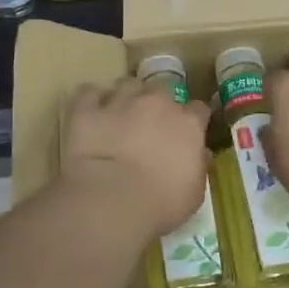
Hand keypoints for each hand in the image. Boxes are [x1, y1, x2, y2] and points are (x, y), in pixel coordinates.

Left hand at [61, 78, 210, 236]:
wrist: (112, 201)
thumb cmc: (161, 204)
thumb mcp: (193, 193)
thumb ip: (198, 166)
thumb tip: (200, 153)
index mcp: (187, 124)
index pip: (198, 109)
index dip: (193, 119)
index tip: (188, 131)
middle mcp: (156, 103)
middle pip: (163, 88)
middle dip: (159, 102)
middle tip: (152, 123)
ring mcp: (120, 102)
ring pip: (127, 84)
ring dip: (127, 96)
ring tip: (121, 113)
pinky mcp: (87, 110)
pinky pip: (88, 93)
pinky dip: (91, 100)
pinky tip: (91, 112)